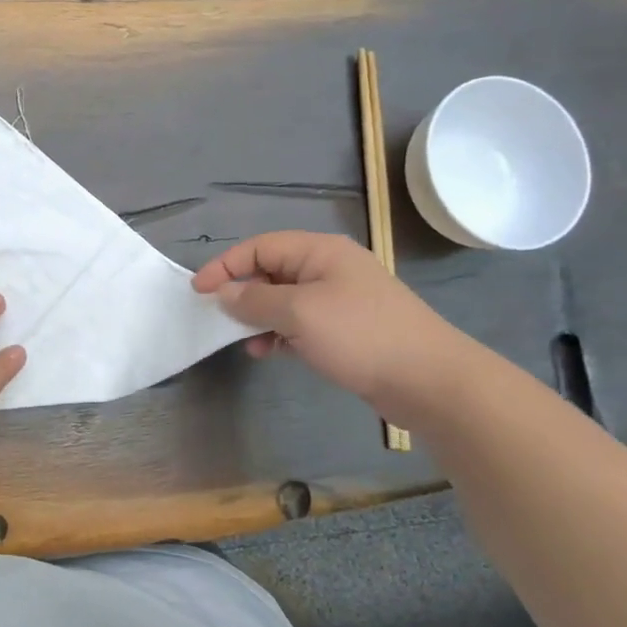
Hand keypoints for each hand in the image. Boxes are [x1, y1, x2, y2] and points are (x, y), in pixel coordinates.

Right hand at [192, 231, 470, 424]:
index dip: (226, 265)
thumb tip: (223, 293)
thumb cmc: (359, 335)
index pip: (260, 246)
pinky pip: (300, 323)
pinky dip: (280, 334)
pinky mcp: (346, 328)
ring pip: (284, 300)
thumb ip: (254, 300)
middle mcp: (329, 268)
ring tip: (249, 343)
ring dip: (260, 319)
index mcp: (320, 252)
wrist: (428, 380)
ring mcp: (340, 299)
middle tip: (220, 320)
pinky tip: (271, 352)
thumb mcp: (298, 313)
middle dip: (243, 294)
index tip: (198, 291)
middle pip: (271, 271)